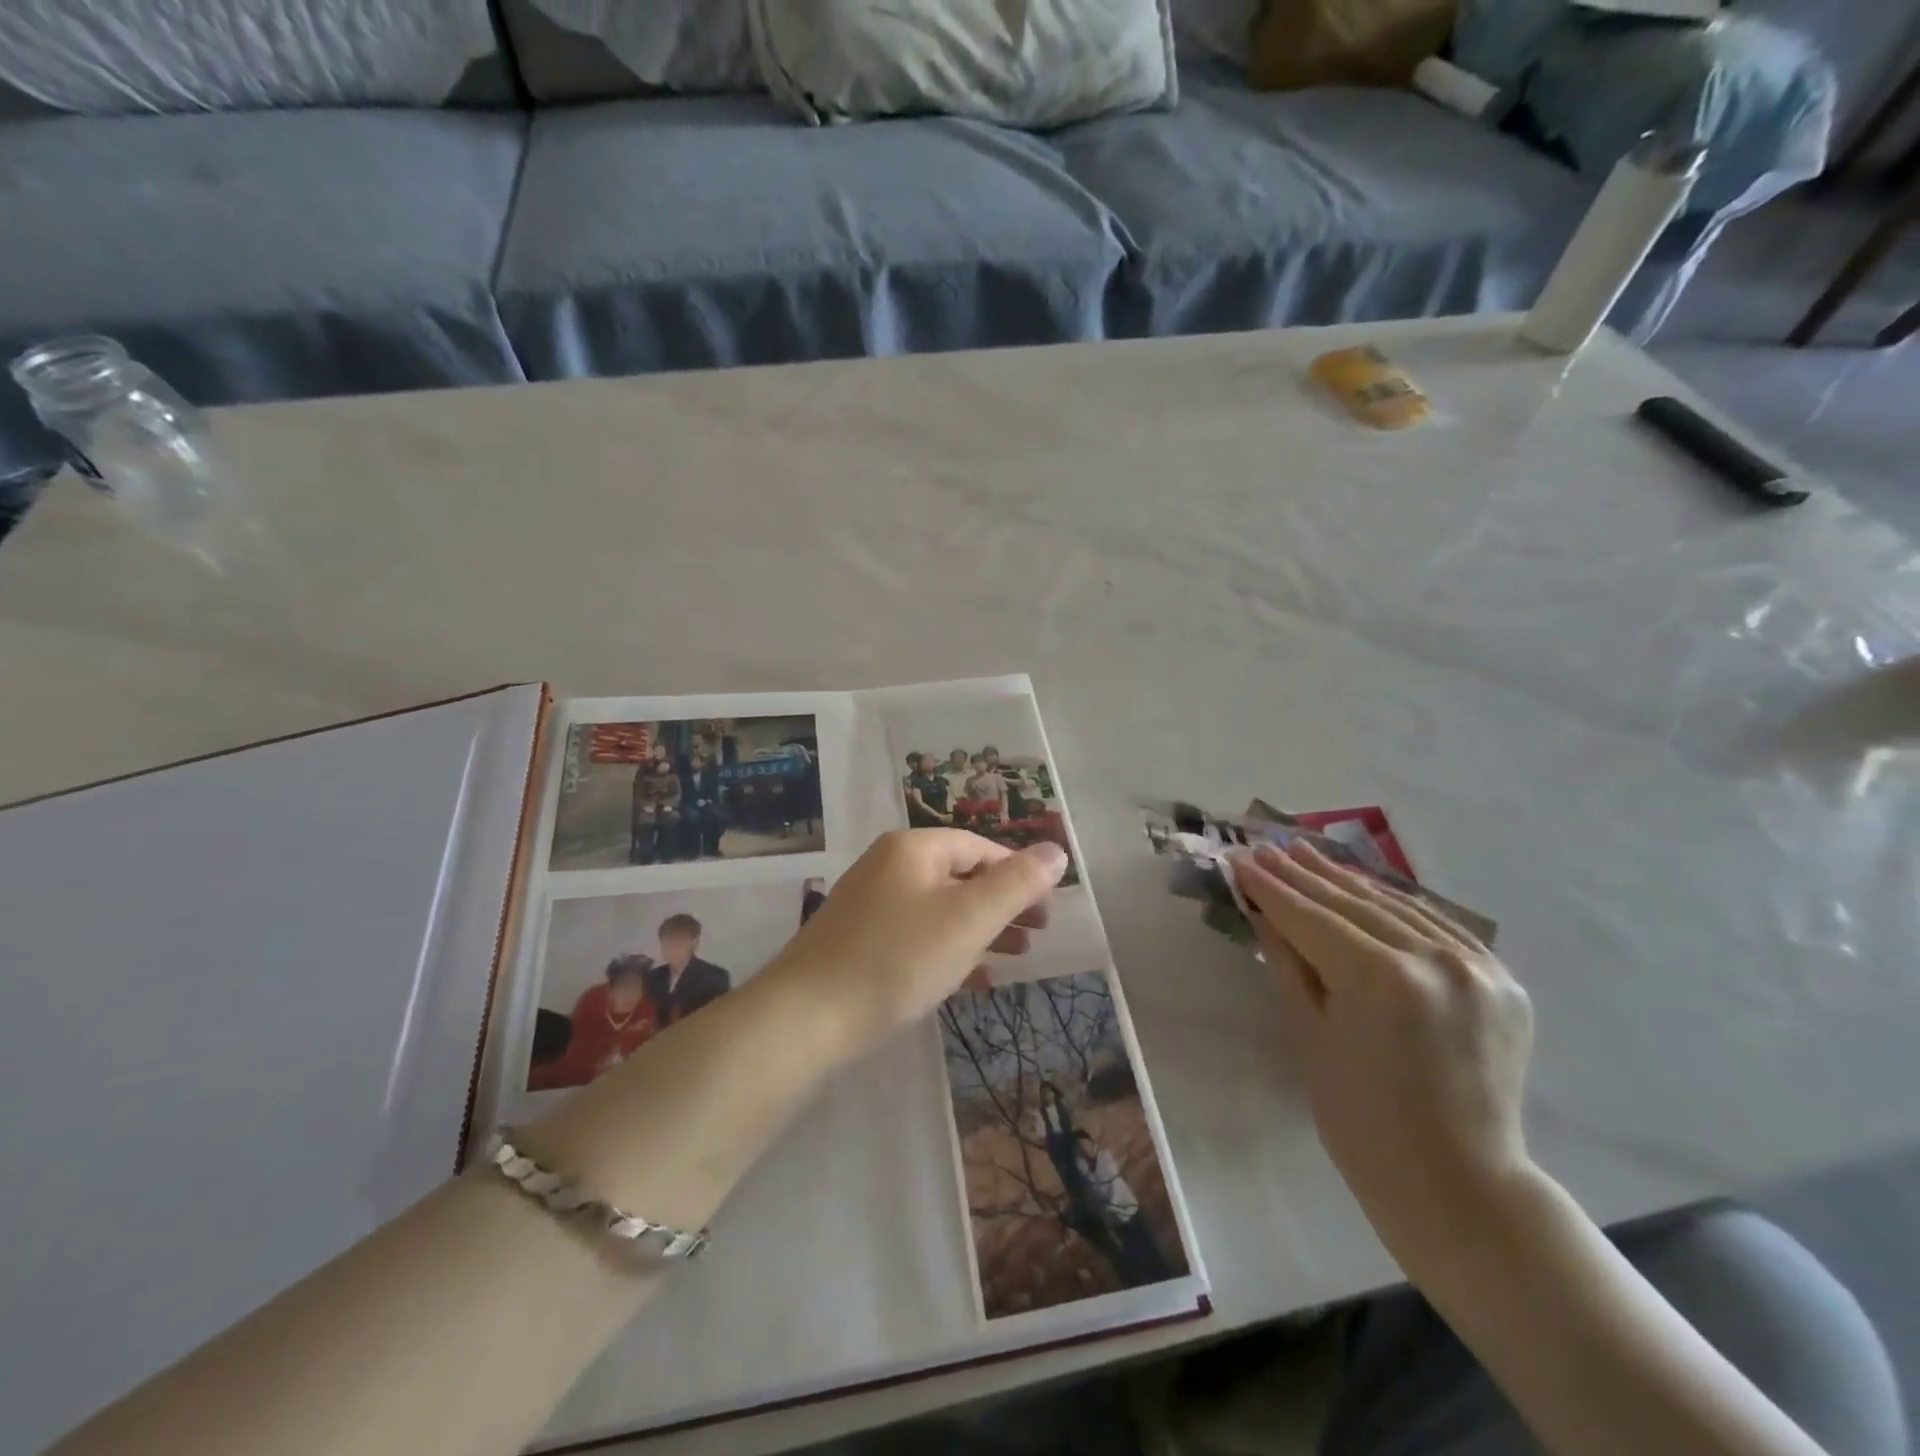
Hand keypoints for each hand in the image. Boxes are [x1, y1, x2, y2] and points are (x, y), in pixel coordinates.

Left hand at [770, 829, 1067, 1047]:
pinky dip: (948, 949)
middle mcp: (888, 867)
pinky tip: (971, 979)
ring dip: (980, 928)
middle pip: (960, 876)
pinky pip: (916, 936)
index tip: (1046, 909)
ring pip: (939, 908)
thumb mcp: (968, 919)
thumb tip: (1056, 849)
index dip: (1018, 873)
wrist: (806, 1018)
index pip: (979, 848)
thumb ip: (1016, 884)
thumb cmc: (897, 959)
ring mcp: (869, 905)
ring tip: (1015, 957)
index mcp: (912, 849)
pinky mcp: (858, 942)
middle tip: (1037, 934)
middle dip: (1002, 904)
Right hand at [1232, 840, 1533, 1261]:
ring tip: (1306, 853)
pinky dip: (1397, 905)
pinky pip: (1439, 926)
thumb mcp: (1309, 1036)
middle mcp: (1436, 960)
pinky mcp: (1502, 979)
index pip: (1313, 919)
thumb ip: (1288, 963)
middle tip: (1266, 848)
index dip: (1271, 889)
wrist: (1457, 1183)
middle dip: (1303, 876)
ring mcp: (1478, 967)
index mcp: (1382, 980)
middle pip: (1354, 905)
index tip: (1240, 860)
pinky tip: (1366, 888)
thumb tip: (1262, 910)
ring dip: (1347, 881)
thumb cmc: (1360, 1121)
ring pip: (1397, 907)